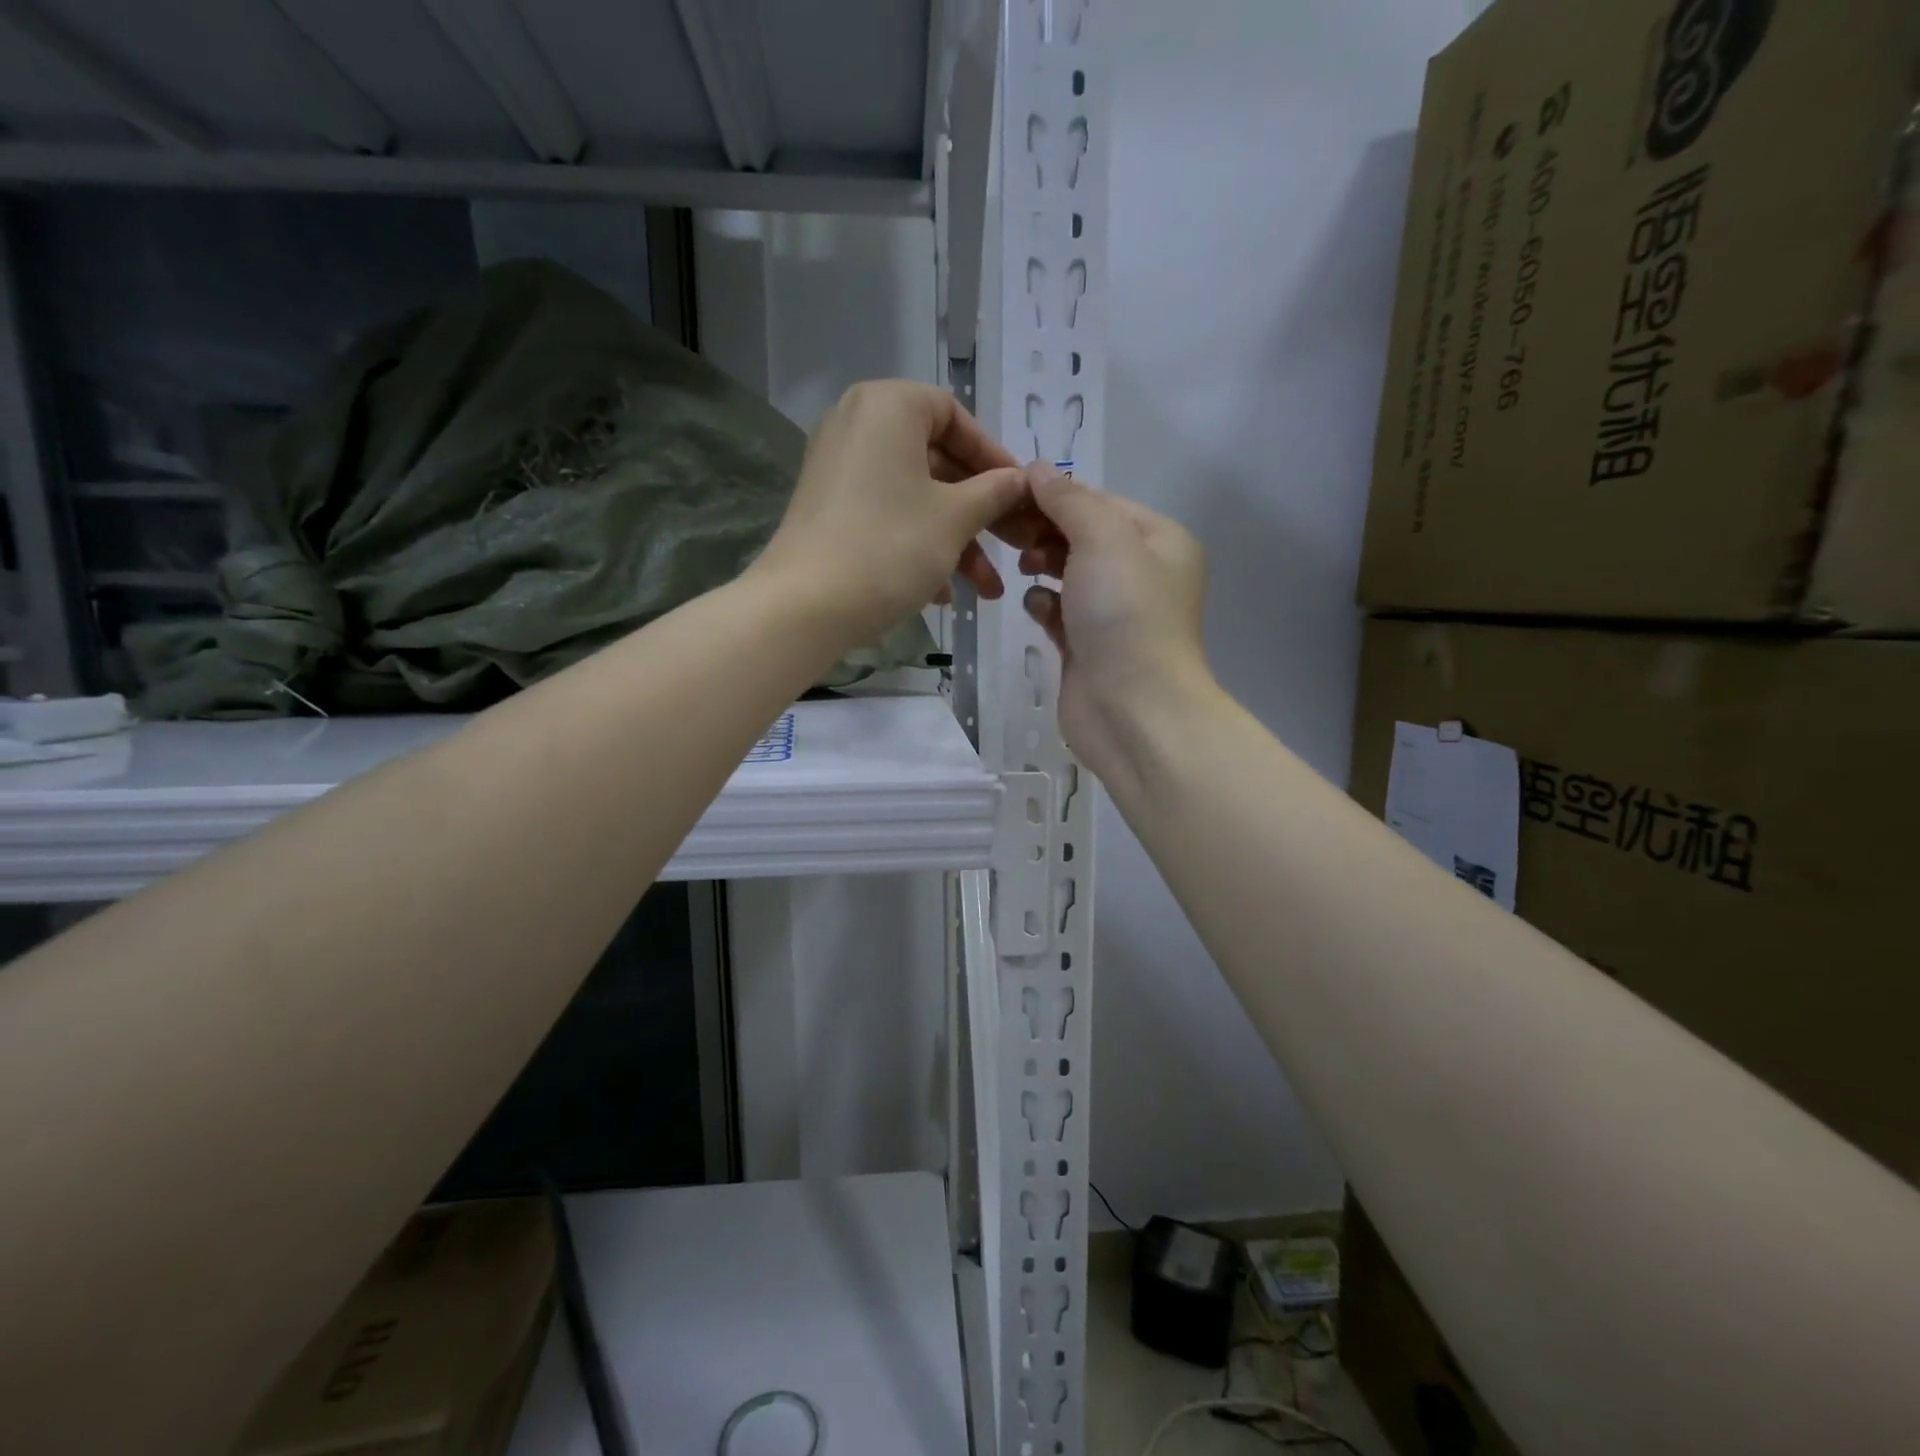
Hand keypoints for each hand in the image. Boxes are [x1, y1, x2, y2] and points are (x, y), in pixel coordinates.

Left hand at [753, 381, 1032, 646]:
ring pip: (915, 496)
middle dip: (980, 513)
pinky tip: (942, 595)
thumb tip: (1022, 480)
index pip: (956, 416)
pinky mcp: (829, 509)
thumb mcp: (955, 519)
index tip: (1020, 496)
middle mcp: (858, 425)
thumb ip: (995, 492)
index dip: (994, 459)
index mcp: (888, 407)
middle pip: (937, 462)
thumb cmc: (889, 547)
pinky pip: (887, 515)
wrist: (804, 606)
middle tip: (1016, 546)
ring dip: (956, 541)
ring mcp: (838, 469)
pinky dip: (918, 546)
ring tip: (986, 590)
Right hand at [1017, 468, 1213, 767]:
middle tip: (1006, 530)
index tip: (1010, 493)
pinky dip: (1044, 604)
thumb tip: (1038, 470)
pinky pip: (1059, 611)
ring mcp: (1113, 613)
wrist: (1133, 710)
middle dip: (1046, 530)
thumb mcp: (1104, 539)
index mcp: (1160, 541)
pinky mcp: (1087, 646)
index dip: (1057, 495)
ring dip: (1042, 565)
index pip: (1101, 502)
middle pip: (1083, 536)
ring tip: (1021, 566)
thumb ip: (1070, 501)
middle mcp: (1141, 573)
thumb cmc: (1125, 615)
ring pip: (1068, 573)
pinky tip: (1037, 607)